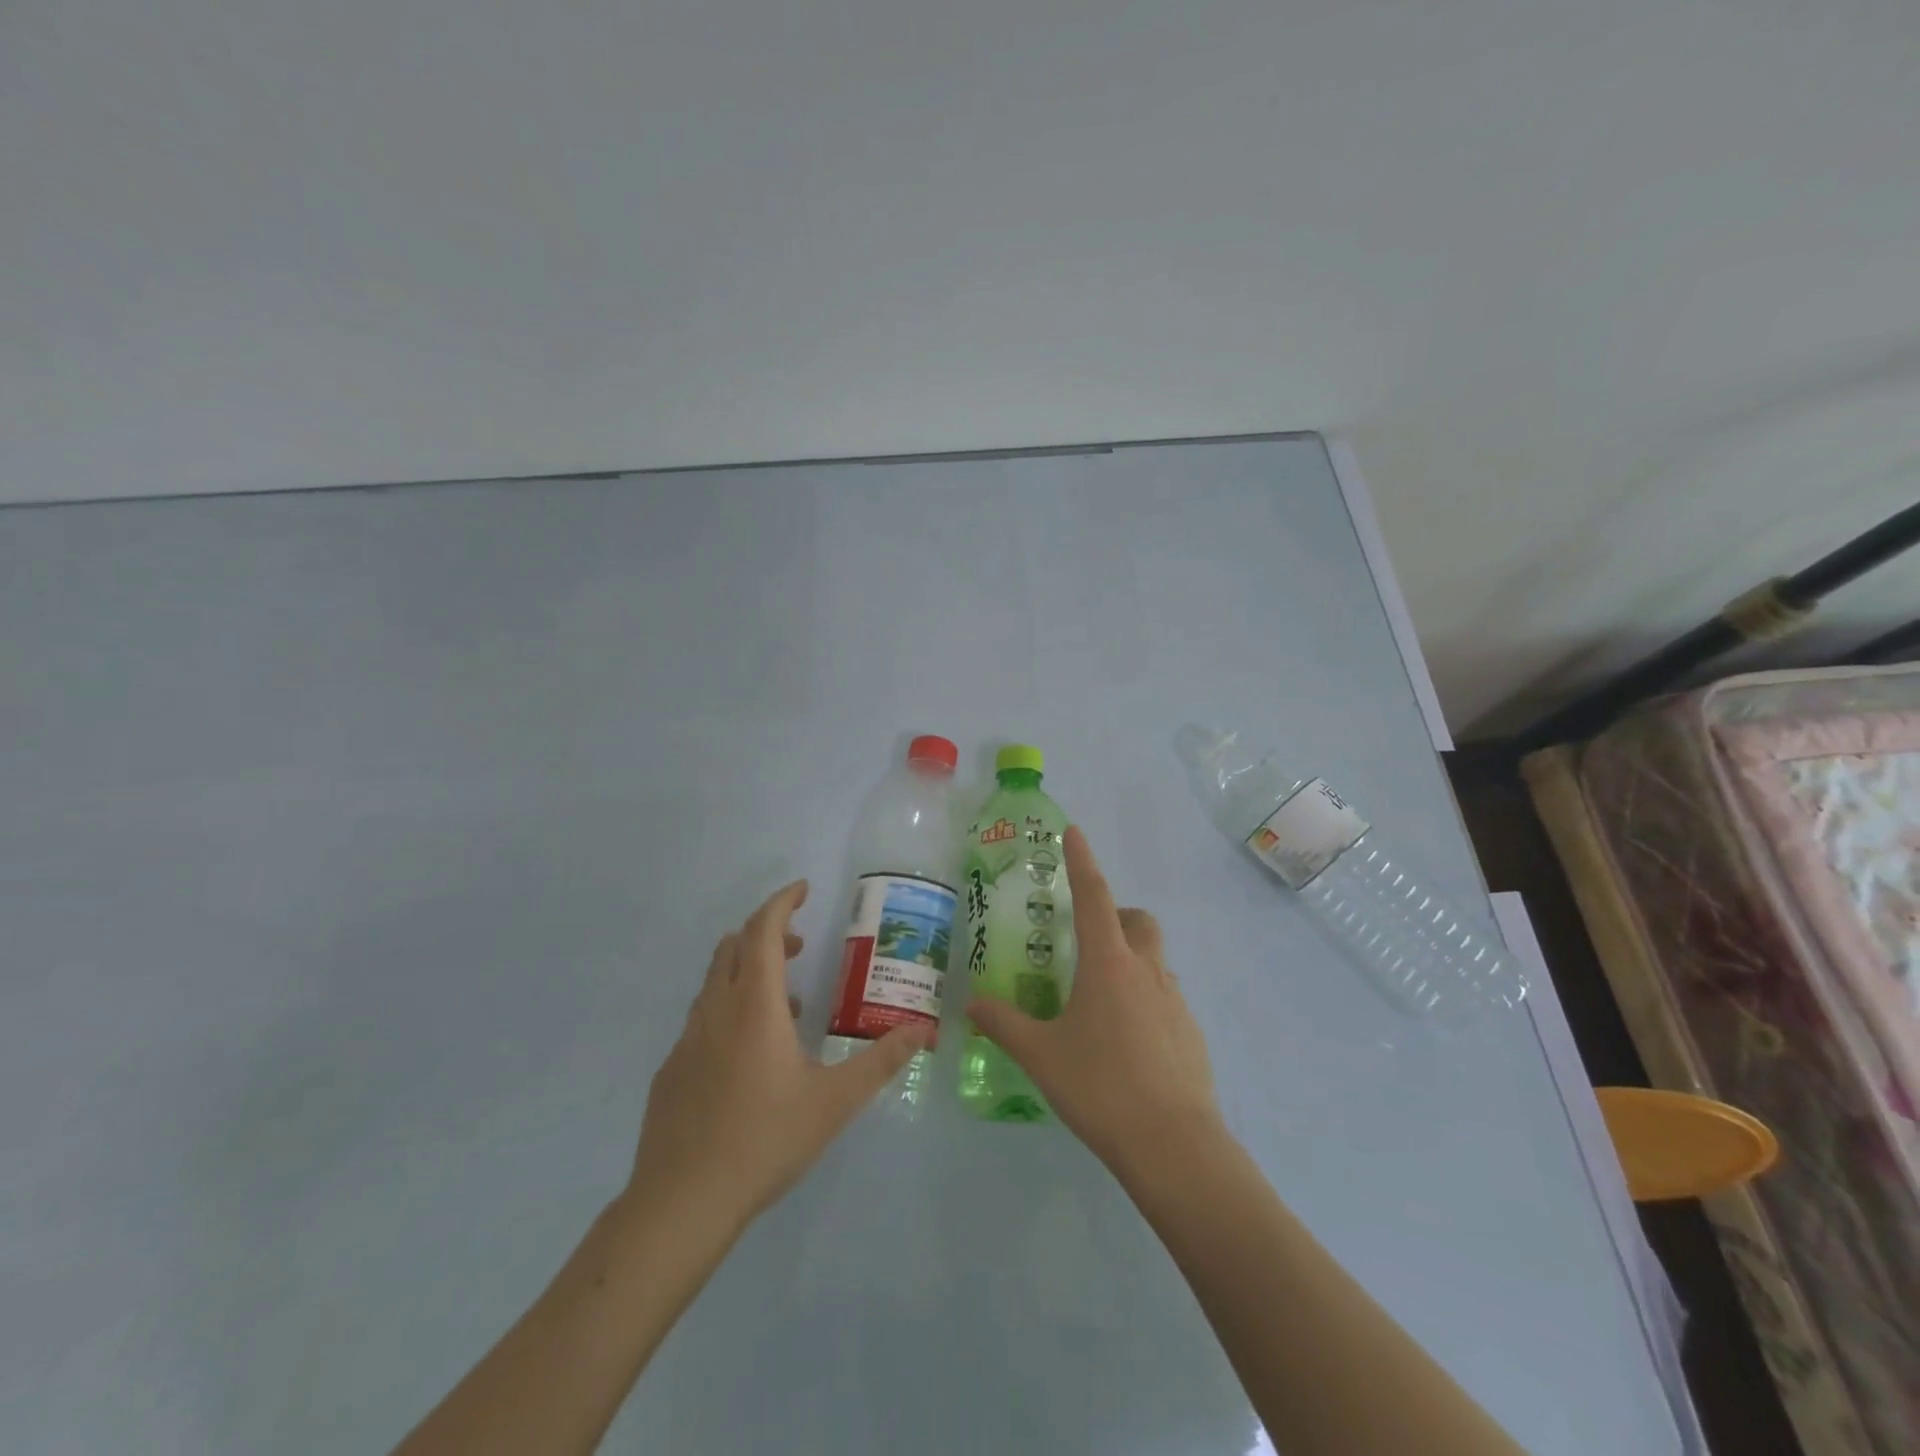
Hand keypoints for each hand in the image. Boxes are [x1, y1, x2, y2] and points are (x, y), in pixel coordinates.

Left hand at [626, 881, 929, 1229]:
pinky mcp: (672, 1070)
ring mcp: (687, 1040)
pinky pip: (703, 1018)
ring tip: (787, 1004)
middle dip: (767, 932)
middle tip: (800, 945)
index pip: (762, 930)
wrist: (680, 1204)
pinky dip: (730, 1008)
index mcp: (754, 1006)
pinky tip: (750, 1056)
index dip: (782, 902)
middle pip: (733, 946)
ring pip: (715, 981)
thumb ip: (881, 1061)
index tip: (803, 890)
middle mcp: (715, 1010)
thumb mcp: (835, 1102)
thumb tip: (923, 1031)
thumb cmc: (764, 1141)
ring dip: (748, 972)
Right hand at [968, 826, 1221, 1172]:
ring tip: (1098, 1000)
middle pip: (1137, 920)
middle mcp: (1146, 970)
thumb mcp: (1041, 1055)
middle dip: (1115, 916)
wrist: (1174, 1145)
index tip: (1074, 833)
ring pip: (1154, 959)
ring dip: (1130, 960)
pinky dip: (1144, 999)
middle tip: (1086, 942)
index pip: (1094, 895)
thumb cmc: (1101, 1087)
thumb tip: (971, 1003)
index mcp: (1108, 963)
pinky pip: (1165, 997)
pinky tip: (1125, 1042)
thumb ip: (1003, 1024)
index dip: (1082, 861)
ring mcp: (1174, 1000)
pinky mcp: (1191, 1031)